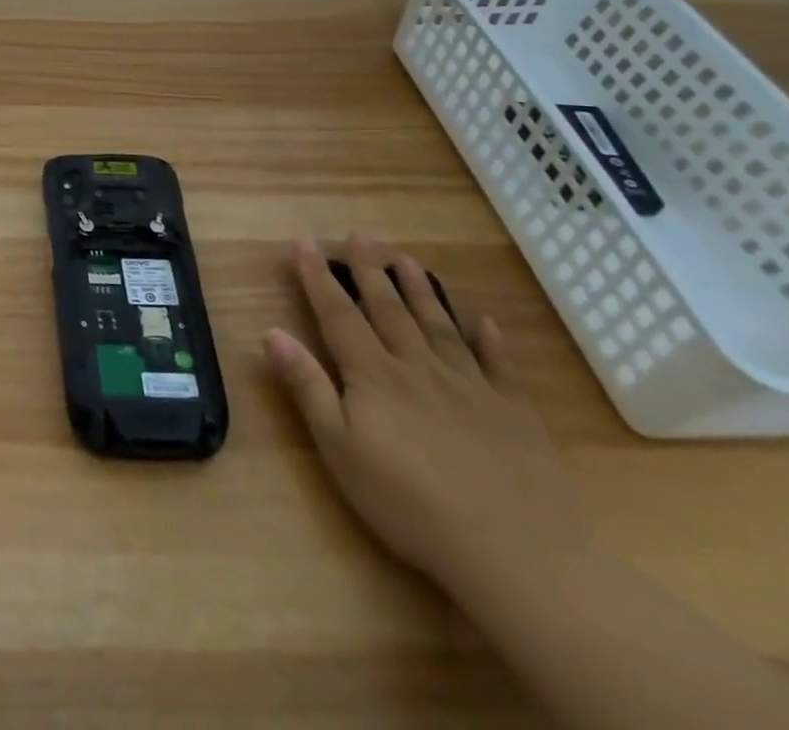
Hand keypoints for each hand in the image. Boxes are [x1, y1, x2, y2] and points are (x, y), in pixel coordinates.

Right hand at [263, 234, 587, 595]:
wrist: (517, 554)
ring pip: (439, 326)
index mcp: (374, 376)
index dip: (317, 278)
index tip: (303, 243)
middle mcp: (418, 367)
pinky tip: (484, 321)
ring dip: (421, 290)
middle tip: (360, 234)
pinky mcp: (514, 413)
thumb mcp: (340, 449)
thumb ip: (308, 388)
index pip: (338, 315)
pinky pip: (499, 365)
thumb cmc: (410, 504)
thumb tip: (271, 332)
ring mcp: (471, 387)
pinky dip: (490, 339)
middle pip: (389, 309)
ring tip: (407, 259)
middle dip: (370, 269)